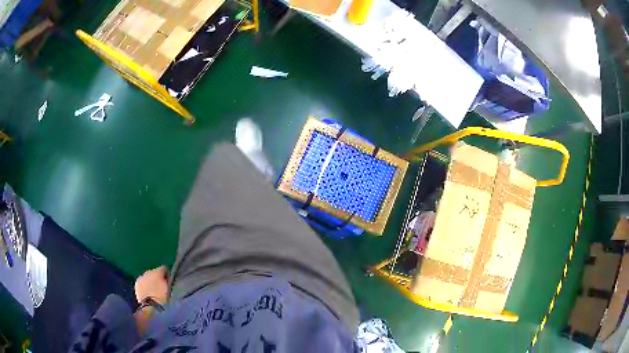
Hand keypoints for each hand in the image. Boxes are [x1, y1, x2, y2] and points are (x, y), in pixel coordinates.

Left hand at [135, 266, 168, 304]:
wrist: (150, 307)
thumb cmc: (163, 298)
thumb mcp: (170, 289)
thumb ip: (169, 281)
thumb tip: (169, 278)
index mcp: (158, 271)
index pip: (164, 268)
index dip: (168, 275)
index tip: (170, 282)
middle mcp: (148, 271)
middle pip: (155, 272)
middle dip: (158, 278)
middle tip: (162, 288)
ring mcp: (141, 278)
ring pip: (147, 278)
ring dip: (151, 282)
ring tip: (155, 291)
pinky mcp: (136, 285)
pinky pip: (142, 283)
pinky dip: (145, 287)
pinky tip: (148, 293)